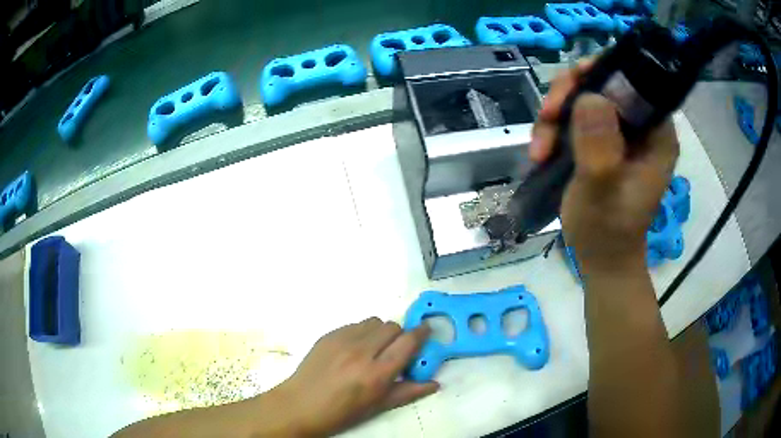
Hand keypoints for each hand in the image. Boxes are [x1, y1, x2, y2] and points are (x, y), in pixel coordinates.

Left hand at [275, 318, 437, 435]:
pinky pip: (354, 325)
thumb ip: (408, 392)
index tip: (426, 332)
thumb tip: (435, 383)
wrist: (300, 404)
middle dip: (400, 335)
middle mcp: (362, 351)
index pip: (408, 342)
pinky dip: (362, 332)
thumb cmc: (342, 412)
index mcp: (377, 373)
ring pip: (374, 321)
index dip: (421, 334)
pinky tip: (354, 349)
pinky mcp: (328, 335)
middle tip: (395, 350)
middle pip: (393, 326)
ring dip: (381, 332)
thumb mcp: (377, 406)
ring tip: (374, 348)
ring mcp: (343, 340)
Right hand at [531, 60, 678, 272]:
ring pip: (582, 98)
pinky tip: (541, 153)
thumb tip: (590, 96)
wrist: (600, 258)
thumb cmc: (608, 232)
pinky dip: (553, 130)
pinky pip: (572, 117)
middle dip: (569, 96)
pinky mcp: (600, 140)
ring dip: (555, 117)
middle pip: (602, 83)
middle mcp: (641, 125)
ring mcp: (619, 132)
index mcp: (657, 133)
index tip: (572, 85)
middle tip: (547, 118)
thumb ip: (599, 147)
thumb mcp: (602, 192)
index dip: (601, 71)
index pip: (633, 80)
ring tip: (540, 150)